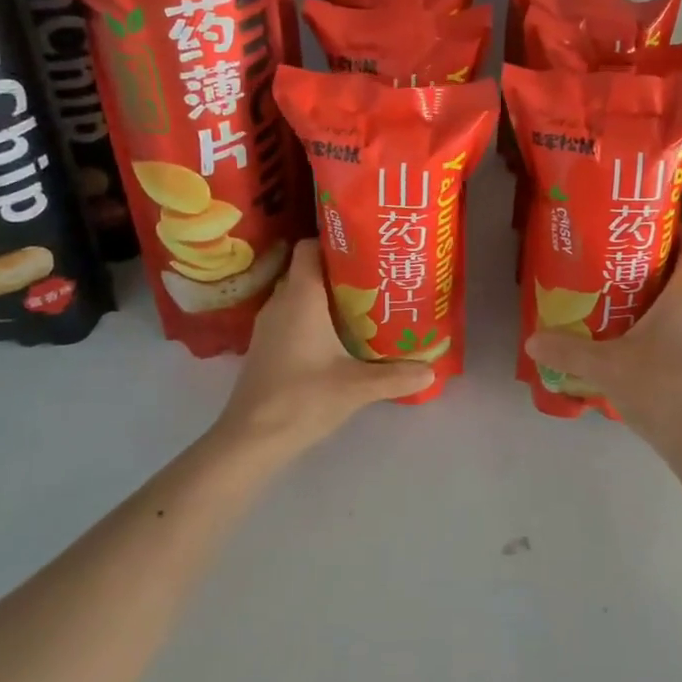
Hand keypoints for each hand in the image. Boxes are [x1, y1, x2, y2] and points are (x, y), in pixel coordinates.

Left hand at [216, 240, 433, 454]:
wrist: (251, 439)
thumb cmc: (303, 398)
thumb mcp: (357, 387)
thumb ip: (396, 375)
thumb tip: (431, 370)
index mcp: (300, 297)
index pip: (309, 247)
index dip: (335, 241)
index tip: (365, 246)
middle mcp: (281, 302)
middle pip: (308, 270)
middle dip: (340, 270)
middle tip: (375, 276)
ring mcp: (269, 326)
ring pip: (299, 295)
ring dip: (327, 296)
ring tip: (363, 304)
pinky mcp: (265, 348)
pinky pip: (292, 317)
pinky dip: (313, 318)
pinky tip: (338, 337)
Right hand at [524, 226, 681, 460]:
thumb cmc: (662, 390)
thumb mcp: (606, 368)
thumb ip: (568, 351)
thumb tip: (531, 340)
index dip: (680, 230)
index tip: (649, 235)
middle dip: (662, 268)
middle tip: (625, 274)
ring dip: (671, 302)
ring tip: (633, 312)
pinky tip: (653, 352)